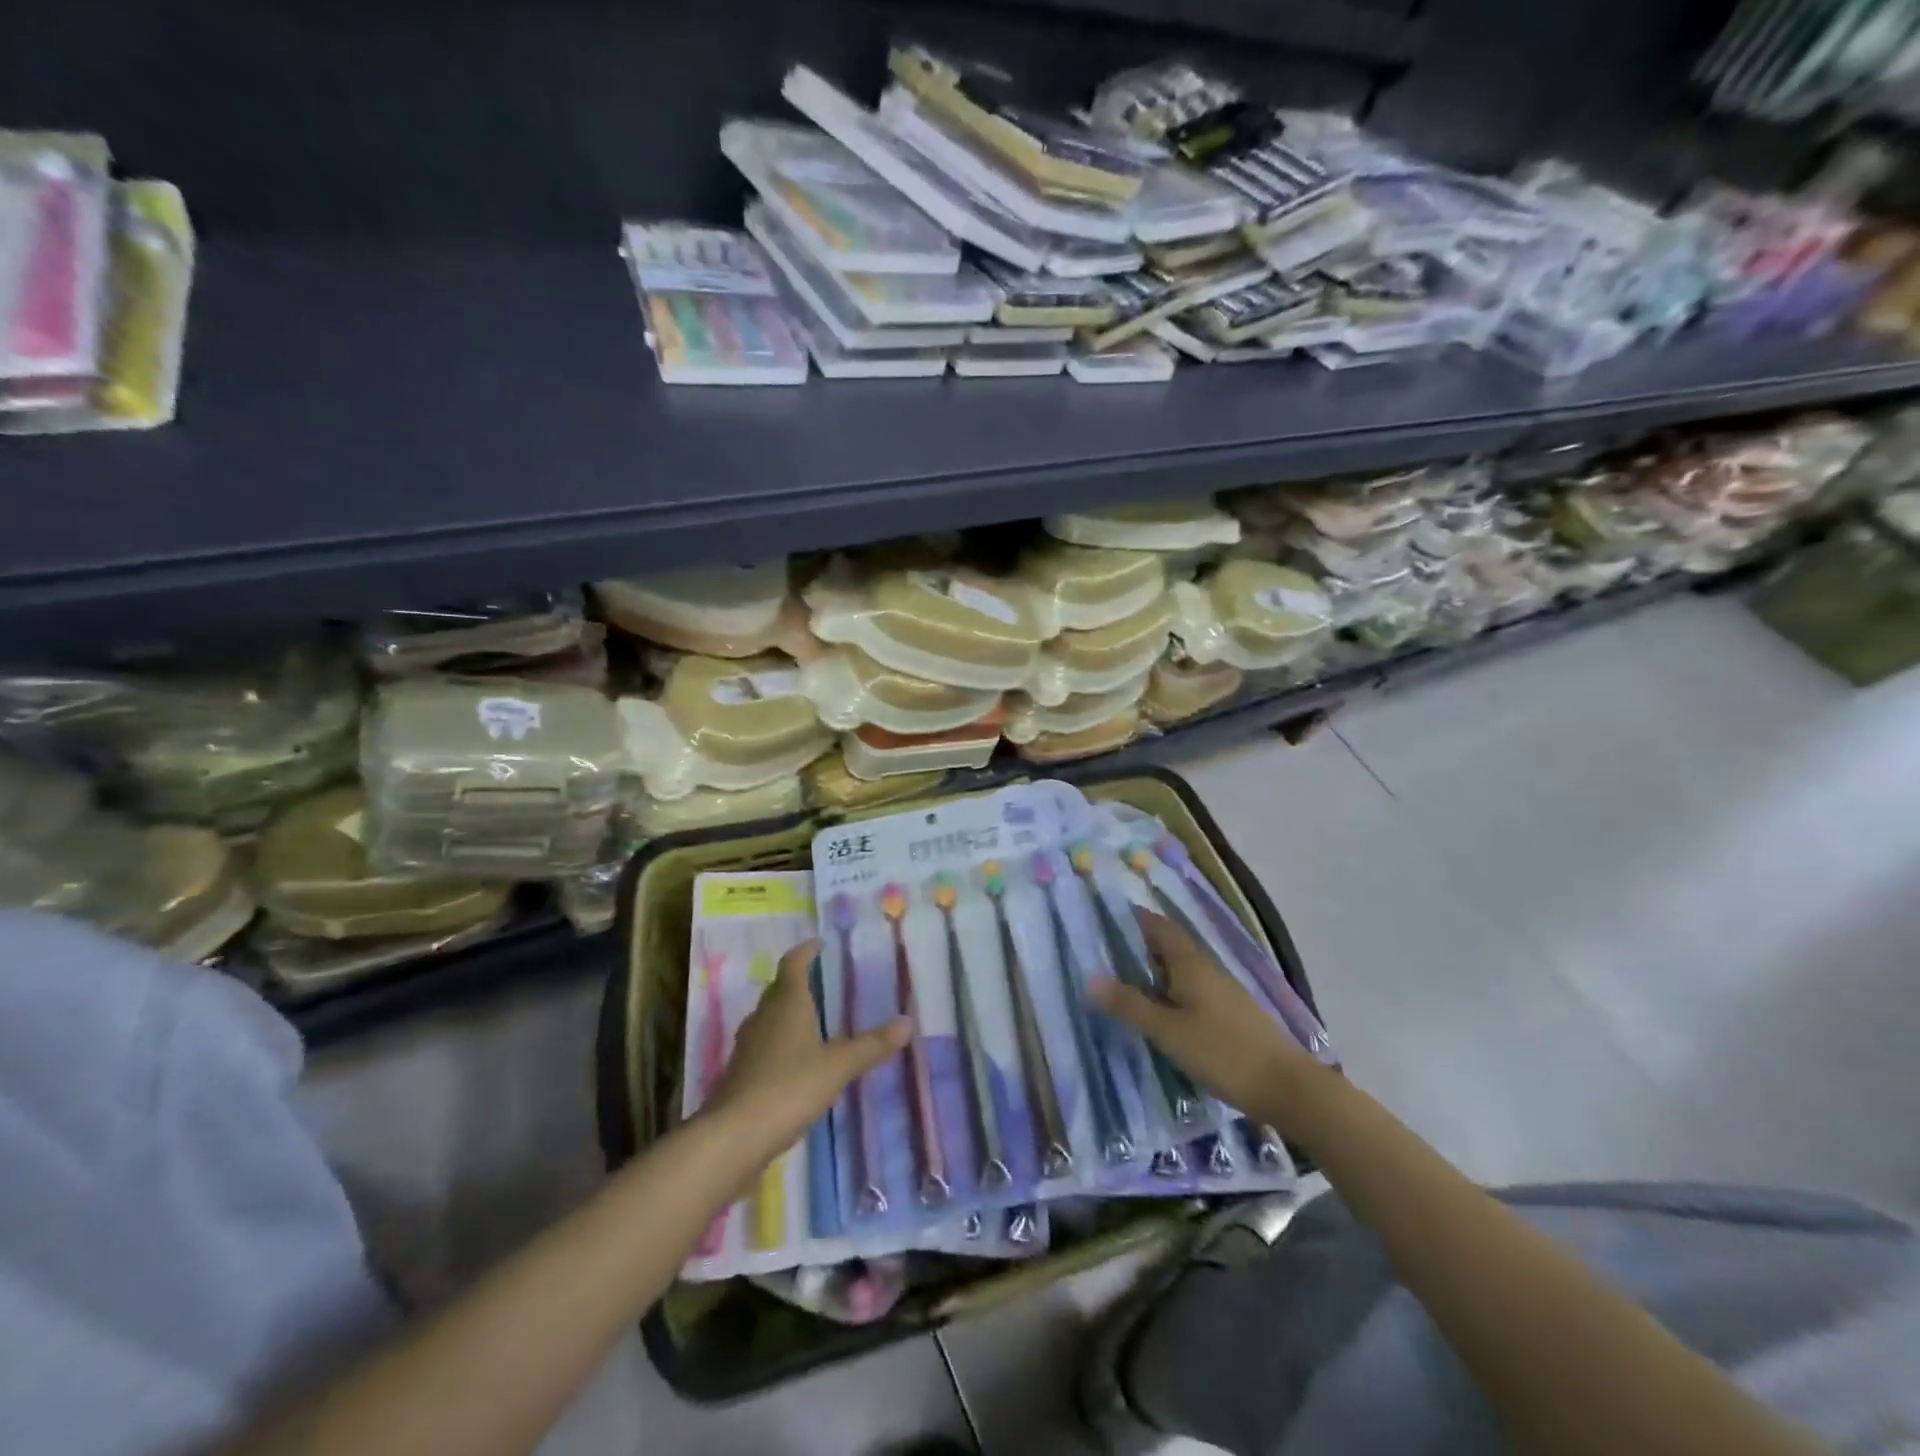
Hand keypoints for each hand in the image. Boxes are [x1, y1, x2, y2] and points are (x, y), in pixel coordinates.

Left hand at [702, 939, 908, 1157]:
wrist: (733, 1137)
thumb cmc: (789, 1087)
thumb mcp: (838, 1067)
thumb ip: (872, 1045)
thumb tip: (907, 1022)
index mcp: (787, 1003)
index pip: (793, 963)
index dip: (805, 951)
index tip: (819, 944)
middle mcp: (764, 1016)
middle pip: (779, 988)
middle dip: (797, 982)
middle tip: (822, 982)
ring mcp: (747, 1045)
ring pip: (769, 1017)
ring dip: (787, 1013)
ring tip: (812, 1020)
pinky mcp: (740, 1073)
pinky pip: (763, 1045)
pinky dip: (779, 1043)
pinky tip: (794, 1062)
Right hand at [1090, 909, 1316, 1118]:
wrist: (1288, 1088)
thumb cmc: (1223, 1052)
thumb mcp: (1168, 1031)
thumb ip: (1130, 1005)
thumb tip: (1089, 978)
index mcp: (1190, 963)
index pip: (1158, 926)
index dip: (1133, 918)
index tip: (1103, 917)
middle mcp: (1207, 968)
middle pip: (1169, 945)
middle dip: (1138, 944)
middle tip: (1102, 952)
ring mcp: (1222, 991)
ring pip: (1180, 969)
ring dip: (1153, 969)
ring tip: (1123, 981)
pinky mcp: (1230, 1013)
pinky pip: (1191, 989)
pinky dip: (1169, 991)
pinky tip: (1159, 1011)